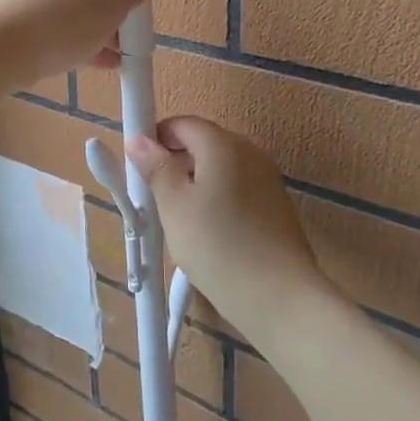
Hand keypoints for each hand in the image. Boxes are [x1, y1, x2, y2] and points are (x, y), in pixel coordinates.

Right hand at [125, 117, 328, 333]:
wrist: (280, 297)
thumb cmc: (217, 245)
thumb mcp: (174, 206)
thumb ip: (156, 168)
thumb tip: (139, 140)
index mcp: (223, 144)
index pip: (182, 123)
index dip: (156, 138)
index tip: (139, 167)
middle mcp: (250, 152)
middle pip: (203, 142)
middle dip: (175, 160)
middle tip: (155, 195)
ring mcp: (267, 178)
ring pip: (220, 167)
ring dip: (196, 181)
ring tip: (179, 218)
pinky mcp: (276, 204)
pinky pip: (237, 188)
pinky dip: (217, 198)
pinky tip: (209, 231)